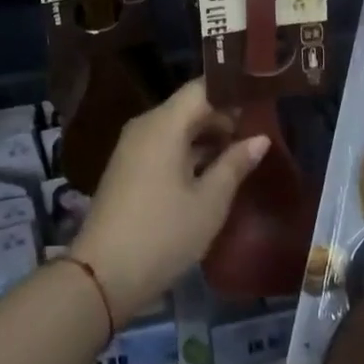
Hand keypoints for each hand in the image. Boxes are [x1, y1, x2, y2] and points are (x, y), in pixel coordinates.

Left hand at [70, 79, 266, 323]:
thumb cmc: (163, 234)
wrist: (102, 275)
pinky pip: (164, 145)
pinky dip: (189, 151)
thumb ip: (235, 164)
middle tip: (260, 128)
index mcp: (164, 124)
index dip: (232, 91)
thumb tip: (259, 138)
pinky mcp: (128, 168)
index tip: (262, 98)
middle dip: (224, 116)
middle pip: (189, 106)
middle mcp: (145, 125)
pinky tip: (213, 170)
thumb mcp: (210, 202)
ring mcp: (133, 147)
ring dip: (207, 136)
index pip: (202, 88)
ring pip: (176, 128)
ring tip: (244, 149)